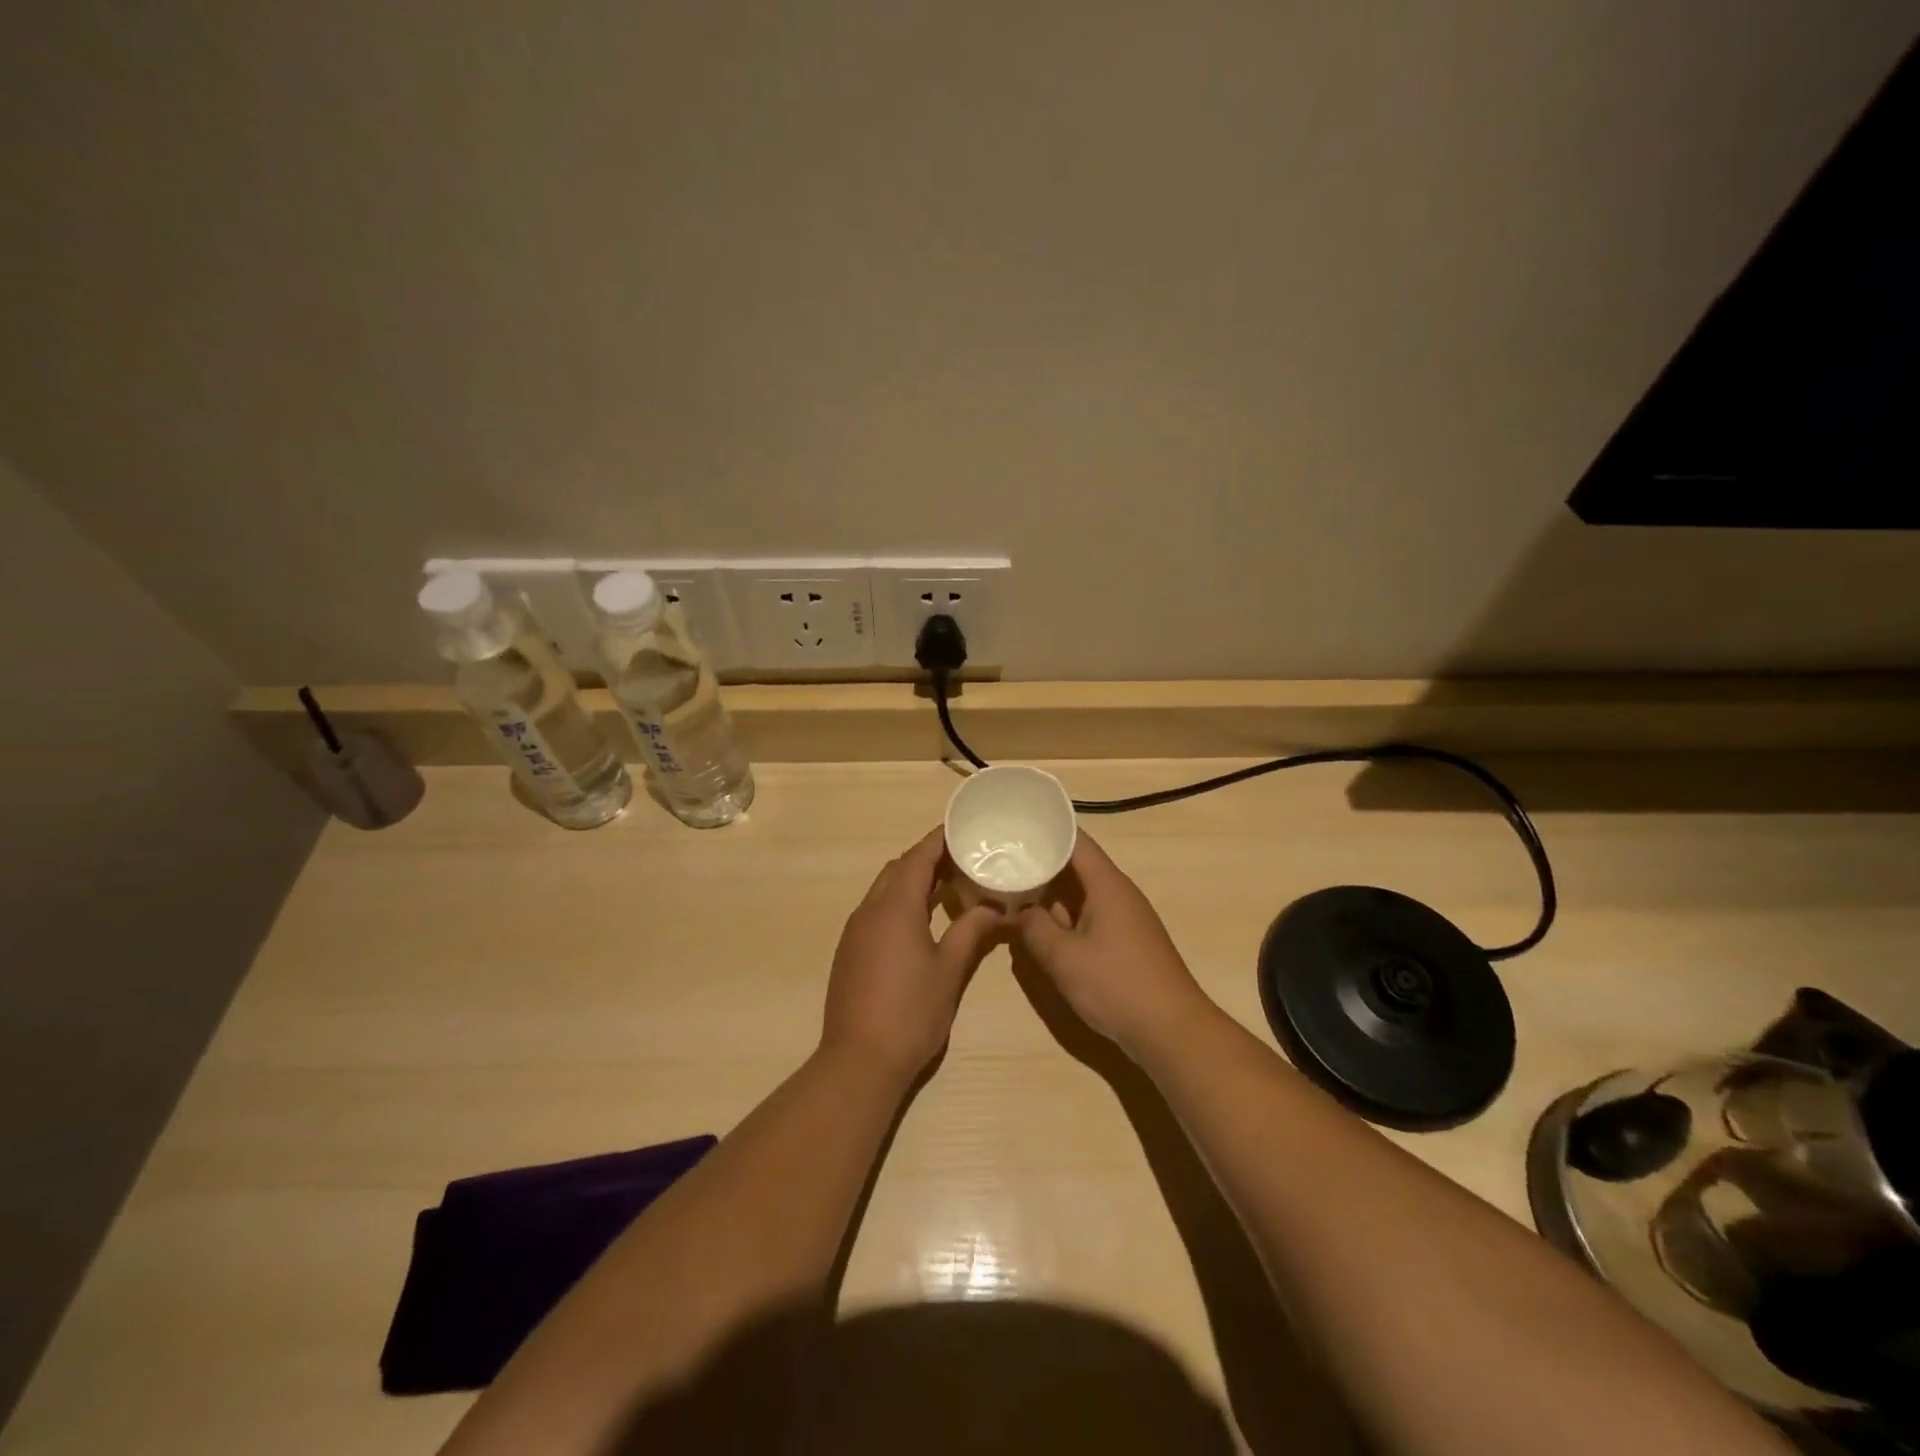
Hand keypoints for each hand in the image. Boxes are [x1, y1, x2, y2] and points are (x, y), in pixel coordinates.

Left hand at [820, 828, 1003, 1084]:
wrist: (859, 1061)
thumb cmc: (911, 1012)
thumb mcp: (949, 971)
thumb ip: (970, 932)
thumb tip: (992, 907)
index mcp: (895, 907)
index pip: (918, 858)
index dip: (939, 840)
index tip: (963, 828)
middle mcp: (870, 910)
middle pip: (898, 869)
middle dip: (927, 859)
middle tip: (962, 860)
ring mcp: (855, 931)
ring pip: (884, 890)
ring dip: (912, 882)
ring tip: (948, 887)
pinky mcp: (849, 951)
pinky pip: (876, 911)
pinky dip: (899, 903)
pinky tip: (921, 922)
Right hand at [1013, 831, 1216, 1060]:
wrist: (1171, 1031)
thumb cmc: (1116, 985)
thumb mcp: (1063, 957)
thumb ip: (1034, 928)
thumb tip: (1017, 911)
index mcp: (1107, 885)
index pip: (1076, 841)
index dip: (1046, 831)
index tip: (1014, 828)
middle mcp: (1118, 893)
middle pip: (1077, 865)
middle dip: (1042, 862)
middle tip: (1003, 859)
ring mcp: (1124, 918)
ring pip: (1082, 893)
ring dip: (1051, 893)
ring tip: (1013, 889)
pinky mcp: (1125, 942)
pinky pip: (1090, 916)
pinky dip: (1065, 916)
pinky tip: (1041, 927)